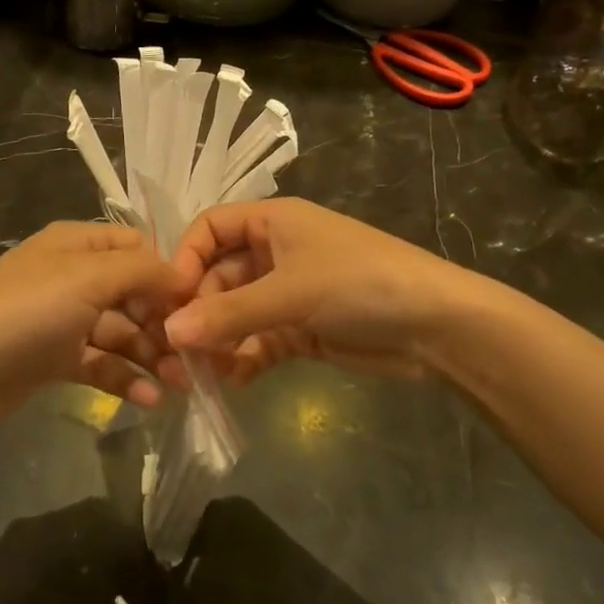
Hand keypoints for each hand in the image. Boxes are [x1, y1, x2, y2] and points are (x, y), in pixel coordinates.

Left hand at [0, 222, 185, 435]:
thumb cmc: (25, 313)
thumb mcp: (87, 278)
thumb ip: (141, 272)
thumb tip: (183, 276)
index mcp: (76, 244)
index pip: (138, 248)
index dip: (169, 274)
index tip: (198, 306)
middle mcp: (72, 276)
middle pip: (133, 293)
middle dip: (165, 322)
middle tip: (195, 356)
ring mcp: (62, 319)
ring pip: (121, 332)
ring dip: (151, 355)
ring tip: (180, 384)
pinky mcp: (55, 358)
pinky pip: (101, 363)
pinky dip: (125, 378)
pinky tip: (150, 399)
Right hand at [162, 198, 468, 386]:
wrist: (436, 326)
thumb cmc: (359, 284)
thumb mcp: (290, 293)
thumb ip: (228, 314)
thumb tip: (168, 334)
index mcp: (272, 222)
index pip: (211, 229)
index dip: (186, 259)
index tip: (170, 299)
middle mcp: (276, 253)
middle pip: (219, 277)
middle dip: (199, 312)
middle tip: (178, 350)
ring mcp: (289, 293)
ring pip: (237, 314)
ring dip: (218, 341)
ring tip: (200, 374)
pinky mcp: (302, 329)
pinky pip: (259, 341)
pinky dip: (245, 359)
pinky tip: (233, 380)